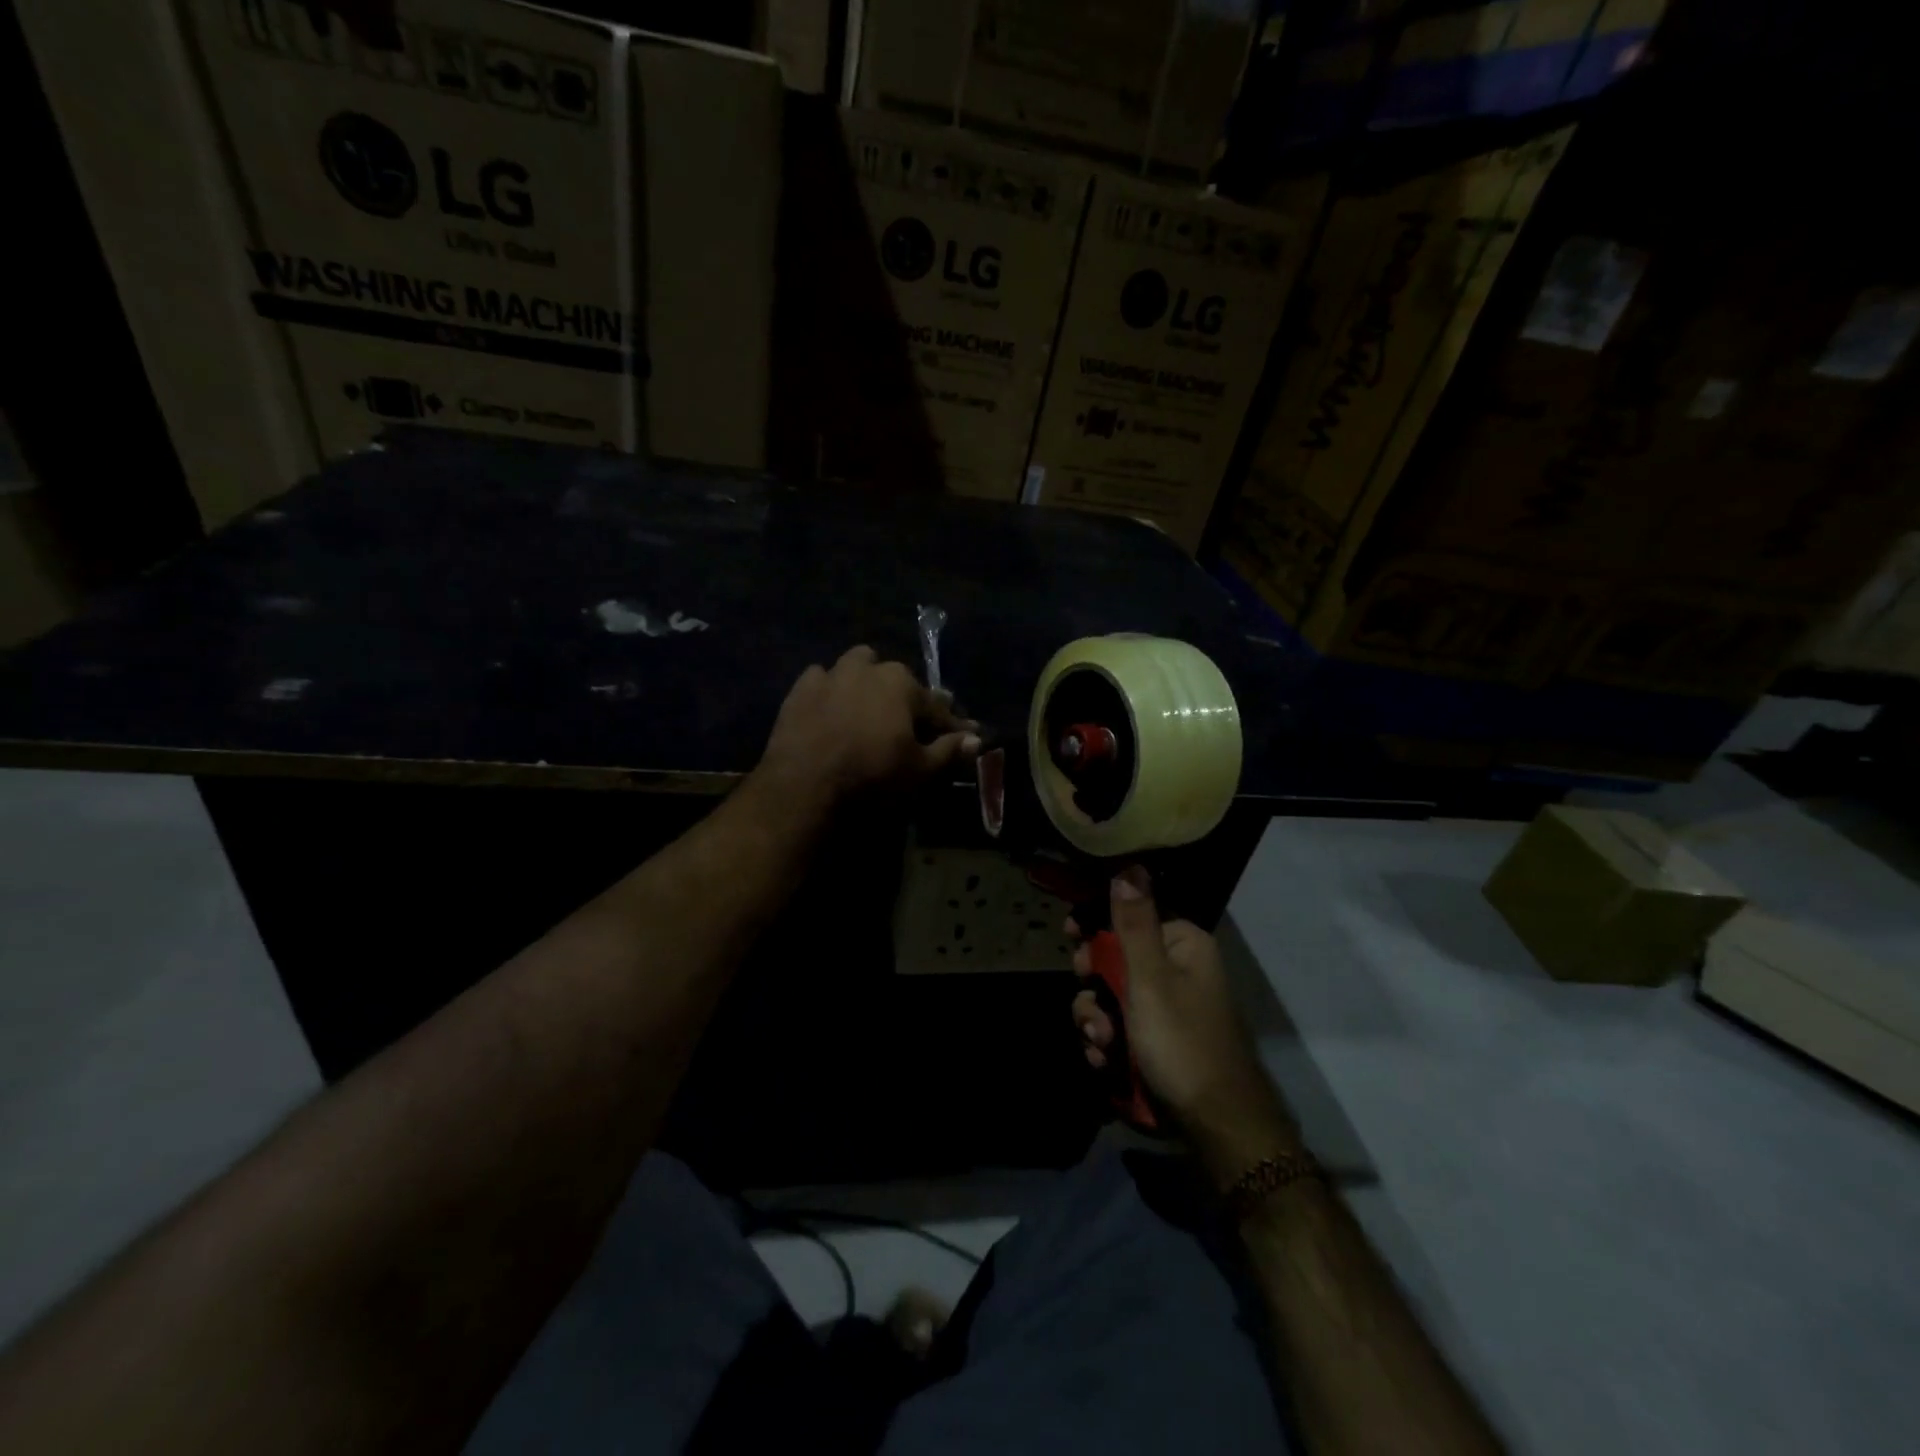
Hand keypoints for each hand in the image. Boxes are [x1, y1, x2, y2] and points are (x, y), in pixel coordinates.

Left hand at [760, 646, 979, 802]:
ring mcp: (830, 676)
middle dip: (907, 698)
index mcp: (902, 684)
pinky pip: (820, 680)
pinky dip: (830, 690)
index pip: (936, 706)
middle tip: (911, 725)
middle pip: (896, 679)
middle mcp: (867, 669)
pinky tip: (831, 708)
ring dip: (867, 681)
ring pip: (856, 667)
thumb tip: (976, 739)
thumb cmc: (872, 776)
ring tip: (869, 706)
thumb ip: (948, 750)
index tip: (963, 736)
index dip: (950, 724)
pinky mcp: (799, 691)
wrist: (804, 787)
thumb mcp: (920, 769)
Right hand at [1071, 867, 1300, 1186]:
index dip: (1094, 926)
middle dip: (1094, 987)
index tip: (1069, 937)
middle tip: (1090, 1008)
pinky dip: (1107, 1043)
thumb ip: (1133, 923)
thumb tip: (1129, 863)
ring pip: (1110, 998)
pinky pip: (1120, 1028)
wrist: (1215, 1127)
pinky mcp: (1158, 1041)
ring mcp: (1167, 1008)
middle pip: (1114, 958)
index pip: (1129, 915)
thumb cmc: (1182, 1042)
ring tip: (1101, 1045)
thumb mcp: (1150, 979)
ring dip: (1096, 1020)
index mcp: (1182, 944)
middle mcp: (1177, 969)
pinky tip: (1105, 1063)